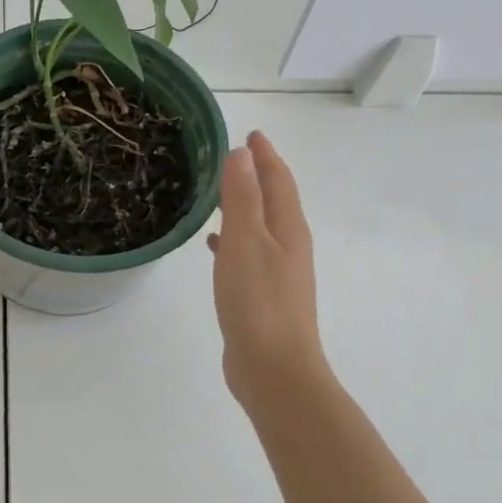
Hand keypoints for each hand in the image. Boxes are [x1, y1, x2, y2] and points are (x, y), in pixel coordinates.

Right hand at [208, 132, 330, 410]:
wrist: (273, 369)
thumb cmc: (258, 300)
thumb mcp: (245, 240)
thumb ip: (242, 196)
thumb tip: (242, 154)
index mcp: (288, 229)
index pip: (279, 181)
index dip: (266, 156)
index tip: (251, 134)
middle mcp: (288, 246)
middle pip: (274, 201)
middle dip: (257, 177)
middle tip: (233, 158)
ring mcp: (277, 273)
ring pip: (260, 227)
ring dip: (243, 207)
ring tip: (219, 194)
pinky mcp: (262, 296)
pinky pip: (247, 254)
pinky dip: (232, 240)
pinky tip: (213, 245)